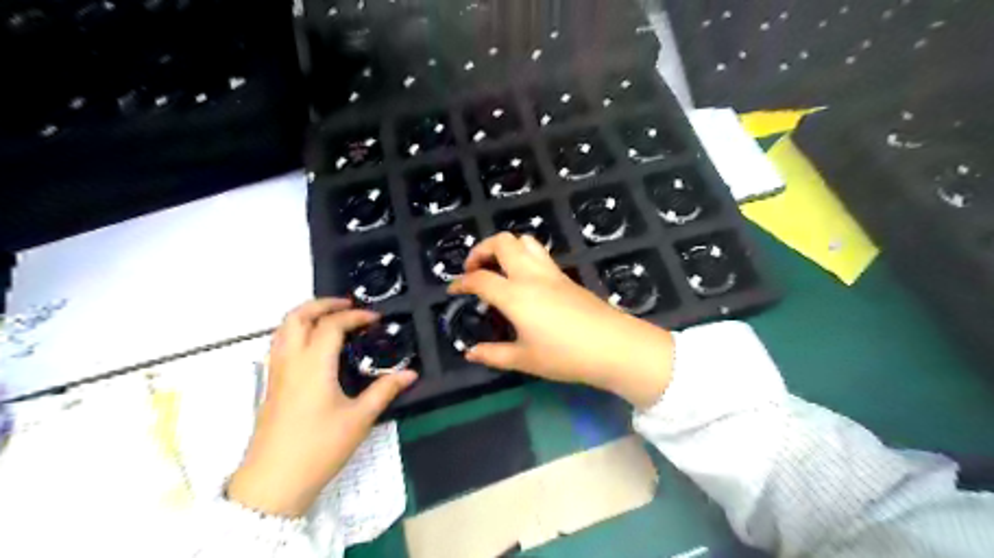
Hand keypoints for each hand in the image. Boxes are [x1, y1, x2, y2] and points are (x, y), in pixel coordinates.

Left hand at [227, 298, 416, 515]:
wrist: (273, 483)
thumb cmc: (319, 447)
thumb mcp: (359, 419)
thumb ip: (384, 391)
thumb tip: (410, 374)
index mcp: (313, 365)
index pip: (332, 325)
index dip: (355, 316)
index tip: (375, 319)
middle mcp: (290, 361)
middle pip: (297, 316)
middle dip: (322, 304)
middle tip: (348, 305)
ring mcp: (276, 373)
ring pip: (283, 329)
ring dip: (306, 315)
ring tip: (331, 318)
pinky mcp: (271, 386)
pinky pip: (280, 344)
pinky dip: (297, 332)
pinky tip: (316, 347)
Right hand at [451, 232, 675, 408]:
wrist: (613, 346)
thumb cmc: (566, 355)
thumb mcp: (525, 359)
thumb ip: (494, 354)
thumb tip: (470, 352)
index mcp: (515, 295)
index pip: (481, 279)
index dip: (462, 282)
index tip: (454, 290)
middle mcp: (530, 275)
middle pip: (502, 243)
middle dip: (481, 249)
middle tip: (474, 269)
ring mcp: (551, 272)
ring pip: (524, 240)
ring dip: (505, 247)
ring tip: (498, 266)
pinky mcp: (566, 276)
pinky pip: (539, 253)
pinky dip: (523, 255)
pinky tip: (523, 277)